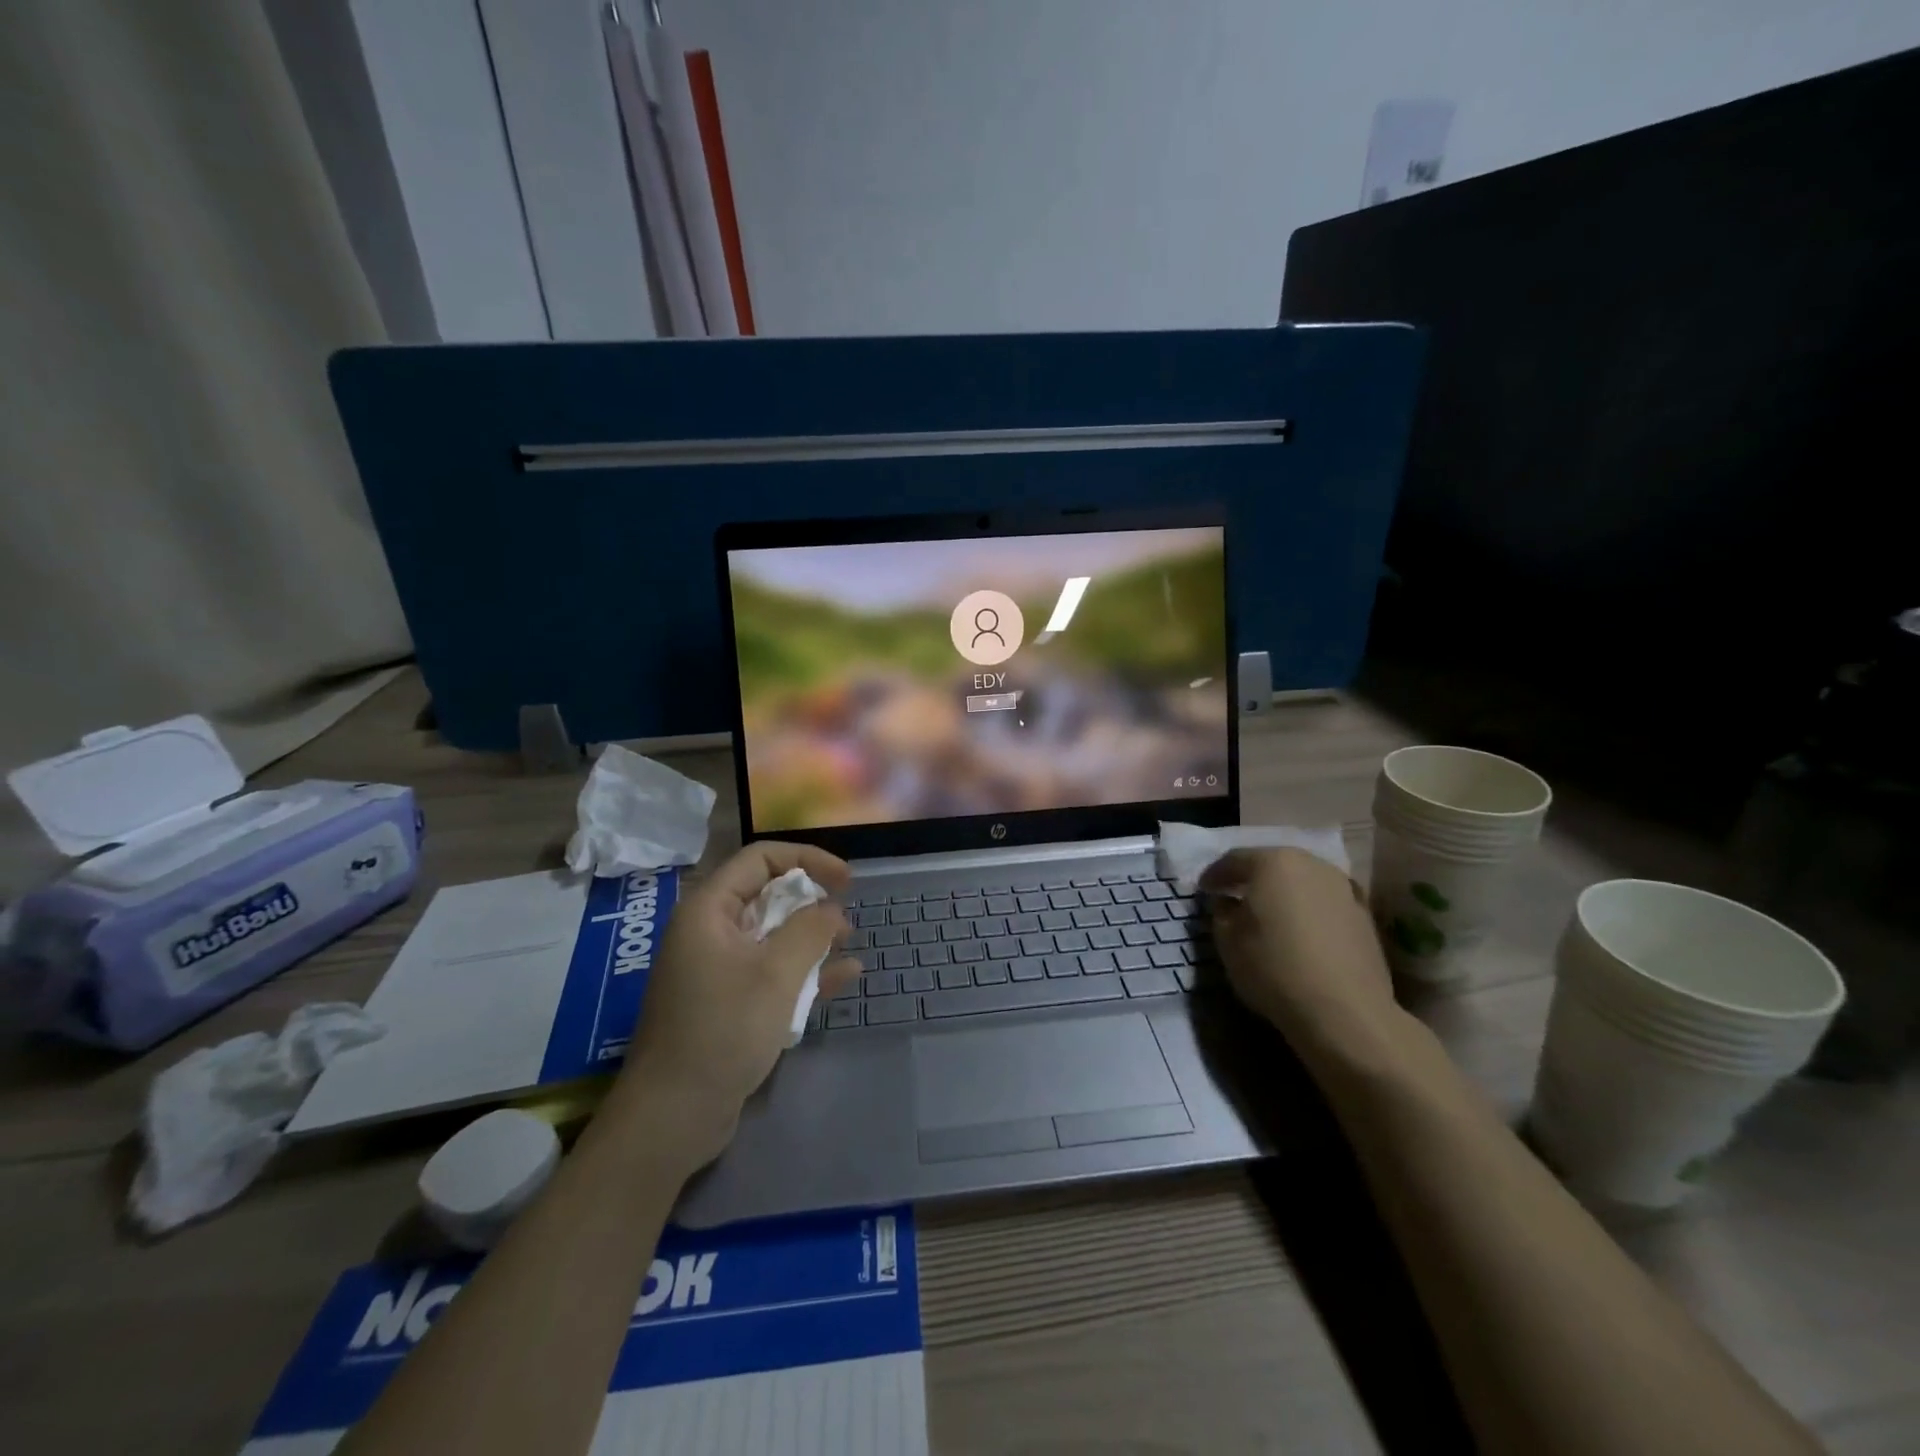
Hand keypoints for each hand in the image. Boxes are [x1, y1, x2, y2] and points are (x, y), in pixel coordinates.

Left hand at [618, 842, 859, 1166]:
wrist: (673, 1116)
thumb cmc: (723, 1030)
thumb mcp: (776, 974)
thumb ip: (810, 931)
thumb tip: (831, 909)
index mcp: (709, 910)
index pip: (761, 859)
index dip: (807, 860)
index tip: (846, 880)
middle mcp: (709, 931)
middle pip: (766, 895)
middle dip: (811, 901)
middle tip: (845, 917)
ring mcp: (717, 969)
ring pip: (772, 935)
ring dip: (811, 936)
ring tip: (848, 943)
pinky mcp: (727, 1003)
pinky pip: (770, 972)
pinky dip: (803, 971)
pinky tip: (843, 977)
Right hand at [1199, 848, 1398, 1052]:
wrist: (1345, 1011)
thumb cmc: (1274, 968)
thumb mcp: (1227, 941)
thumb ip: (1222, 913)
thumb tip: (1229, 903)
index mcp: (1273, 863)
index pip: (1234, 860)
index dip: (1214, 875)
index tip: (1203, 890)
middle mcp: (1311, 865)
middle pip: (1273, 865)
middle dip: (1251, 879)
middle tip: (1233, 895)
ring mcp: (1343, 888)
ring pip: (1302, 882)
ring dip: (1283, 893)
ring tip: (1269, 915)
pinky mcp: (1364, 915)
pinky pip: (1324, 903)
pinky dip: (1307, 911)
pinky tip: (1300, 932)